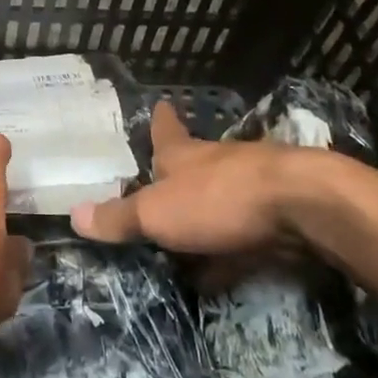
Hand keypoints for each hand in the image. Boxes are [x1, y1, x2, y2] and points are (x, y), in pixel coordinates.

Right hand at [69, 101, 348, 260]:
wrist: (303, 207)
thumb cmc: (218, 199)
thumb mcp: (157, 214)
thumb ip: (119, 218)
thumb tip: (74, 215)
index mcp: (183, 155)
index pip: (165, 131)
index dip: (160, 120)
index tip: (161, 104)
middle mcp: (216, 163)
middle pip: (194, 165)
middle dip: (179, 175)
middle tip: (159, 188)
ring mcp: (252, 187)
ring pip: (220, 199)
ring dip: (204, 216)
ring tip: (182, 242)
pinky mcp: (279, 216)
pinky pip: (244, 234)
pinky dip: (229, 250)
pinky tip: (219, 273)